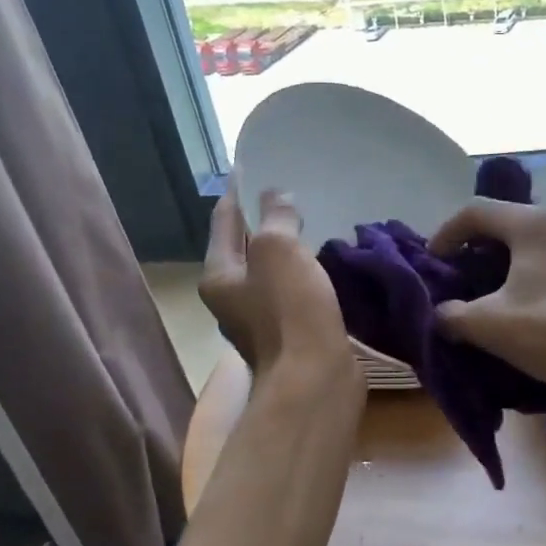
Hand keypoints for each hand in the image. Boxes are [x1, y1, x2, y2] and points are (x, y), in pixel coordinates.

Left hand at [201, 187, 358, 394]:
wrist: (315, 380)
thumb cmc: (290, 310)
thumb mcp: (279, 250)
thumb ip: (276, 217)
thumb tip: (277, 197)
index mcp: (219, 276)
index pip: (224, 220)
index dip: (239, 191)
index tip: (252, 166)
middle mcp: (233, 299)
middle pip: (245, 248)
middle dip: (263, 221)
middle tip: (288, 192)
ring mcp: (262, 321)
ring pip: (273, 273)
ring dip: (288, 250)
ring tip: (310, 222)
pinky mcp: (292, 337)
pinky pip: (295, 295)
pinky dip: (306, 276)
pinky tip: (326, 264)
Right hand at [428, 199, 545, 395]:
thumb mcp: (486, 325)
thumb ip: (450, 313)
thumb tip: (440, 313)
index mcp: (533, 224)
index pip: (476, 211)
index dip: (445, 233)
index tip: (431, 262)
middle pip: (504, 221)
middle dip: (473, 245)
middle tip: (454, 273)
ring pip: (529, 241)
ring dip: (500, 260)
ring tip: (483, 289)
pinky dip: (525, 271)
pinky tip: (518, 301)